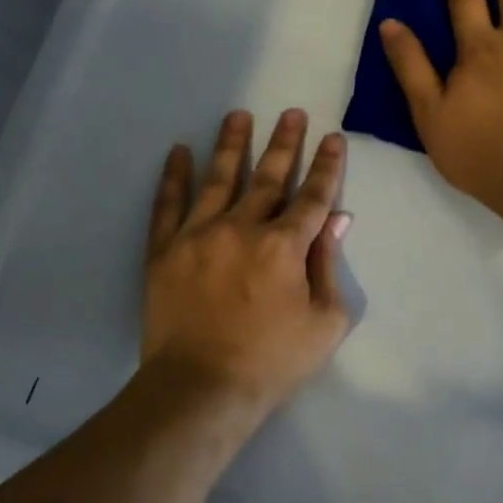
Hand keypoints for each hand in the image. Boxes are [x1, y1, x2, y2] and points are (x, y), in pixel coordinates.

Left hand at [143, 109, 352, 415]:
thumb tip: (337, 220)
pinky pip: (168, 204)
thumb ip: (329, 266)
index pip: (313, 195)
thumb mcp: (323, 323)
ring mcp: (199, 234)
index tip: (333, 138)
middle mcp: (242, 227)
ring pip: (219, 178)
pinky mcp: (165, 249)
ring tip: (238, 115)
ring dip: (231, 144)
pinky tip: (178, 152)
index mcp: (284, 245)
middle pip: (268, 176)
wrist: (200, 390)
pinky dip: (174, 176)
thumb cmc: (271, 362)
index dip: (327, 166)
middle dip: (284, 142)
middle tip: (291, 113)